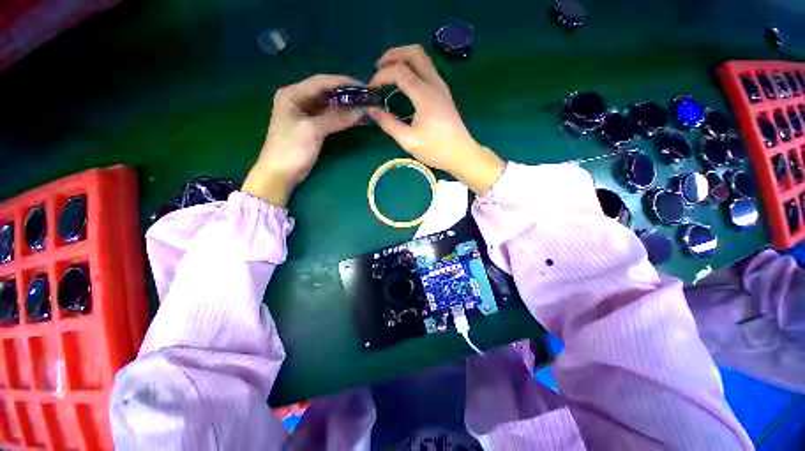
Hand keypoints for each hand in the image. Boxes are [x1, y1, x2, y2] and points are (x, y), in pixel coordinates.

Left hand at [243, 75, 364, 205]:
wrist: (280, 174)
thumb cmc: (291, 148)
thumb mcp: (313, 130)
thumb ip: (337, 118)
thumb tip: (362, 111)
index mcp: (293, 94)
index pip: (322, 82)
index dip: (343, 82)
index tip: (364, 87)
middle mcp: (299, 100)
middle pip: (326, 93)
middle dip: (347, 95)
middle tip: (367, 99)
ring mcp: (306, 115)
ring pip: (330, 106)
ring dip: (346, 107)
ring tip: (365, 108)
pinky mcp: (312, 128)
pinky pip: (330, 118)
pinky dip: (342, 118)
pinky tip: (355, 119)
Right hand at [367, 45, 504, 193]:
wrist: (461, 154)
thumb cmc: (436, 149)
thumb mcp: (409, 141)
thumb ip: (389, 124)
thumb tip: (372, 110)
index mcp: (425, 95)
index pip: (399, 71)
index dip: (381, 76)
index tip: (370, 89)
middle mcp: (434, 84)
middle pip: (414, 52)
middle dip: (393, 55)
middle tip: (378, 67)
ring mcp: (441, 86)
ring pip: (422, 58)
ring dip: (403, 59)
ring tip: (388, 72)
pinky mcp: (443, 93)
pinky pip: (426, 69)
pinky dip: (412, 68)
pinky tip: (404, 83)